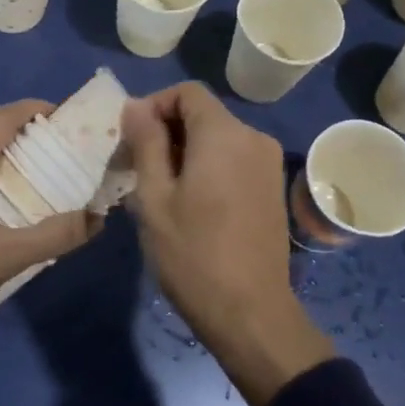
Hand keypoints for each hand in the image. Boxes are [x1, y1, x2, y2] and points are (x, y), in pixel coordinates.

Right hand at [123, 83, 333, 405]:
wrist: (251, 313)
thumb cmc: (193, 254)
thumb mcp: (154, 197)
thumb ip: (145, 143)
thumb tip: (135, 105)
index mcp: (224, 134)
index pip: (187, 92)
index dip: (154, 105)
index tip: (131, 139)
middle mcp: (253, 138)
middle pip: (203, 114)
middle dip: (166, 131)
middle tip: (137, 168)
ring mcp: (268, 164)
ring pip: (218, 138)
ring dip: (186, 151)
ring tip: (160, 190)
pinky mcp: (272, 188)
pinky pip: (234, 159)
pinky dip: (208, 166)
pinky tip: (191, 203)